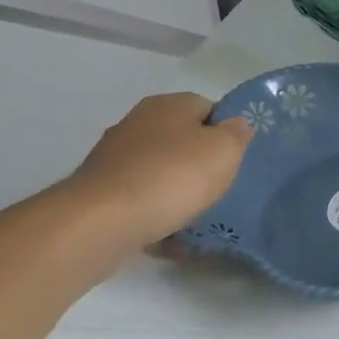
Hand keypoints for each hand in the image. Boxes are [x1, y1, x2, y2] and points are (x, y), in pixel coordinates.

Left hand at [63, 93, 250, 248]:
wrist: (101, 222)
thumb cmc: (172, 176)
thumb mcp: (224, 150)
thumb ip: (237, 134)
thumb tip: (235, 125)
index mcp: (168, 104)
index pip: (209, 108)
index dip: (226, 131)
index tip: (237, 157)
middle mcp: (138, 123)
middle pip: (182, 140)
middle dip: (200, 162)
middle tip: (220, 186)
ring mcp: (114, 158)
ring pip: (160, 171)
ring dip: (178, 190)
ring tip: (197, 216)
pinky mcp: (100, 193)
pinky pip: (140, 200)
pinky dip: (156, 214)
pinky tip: (170, 234)